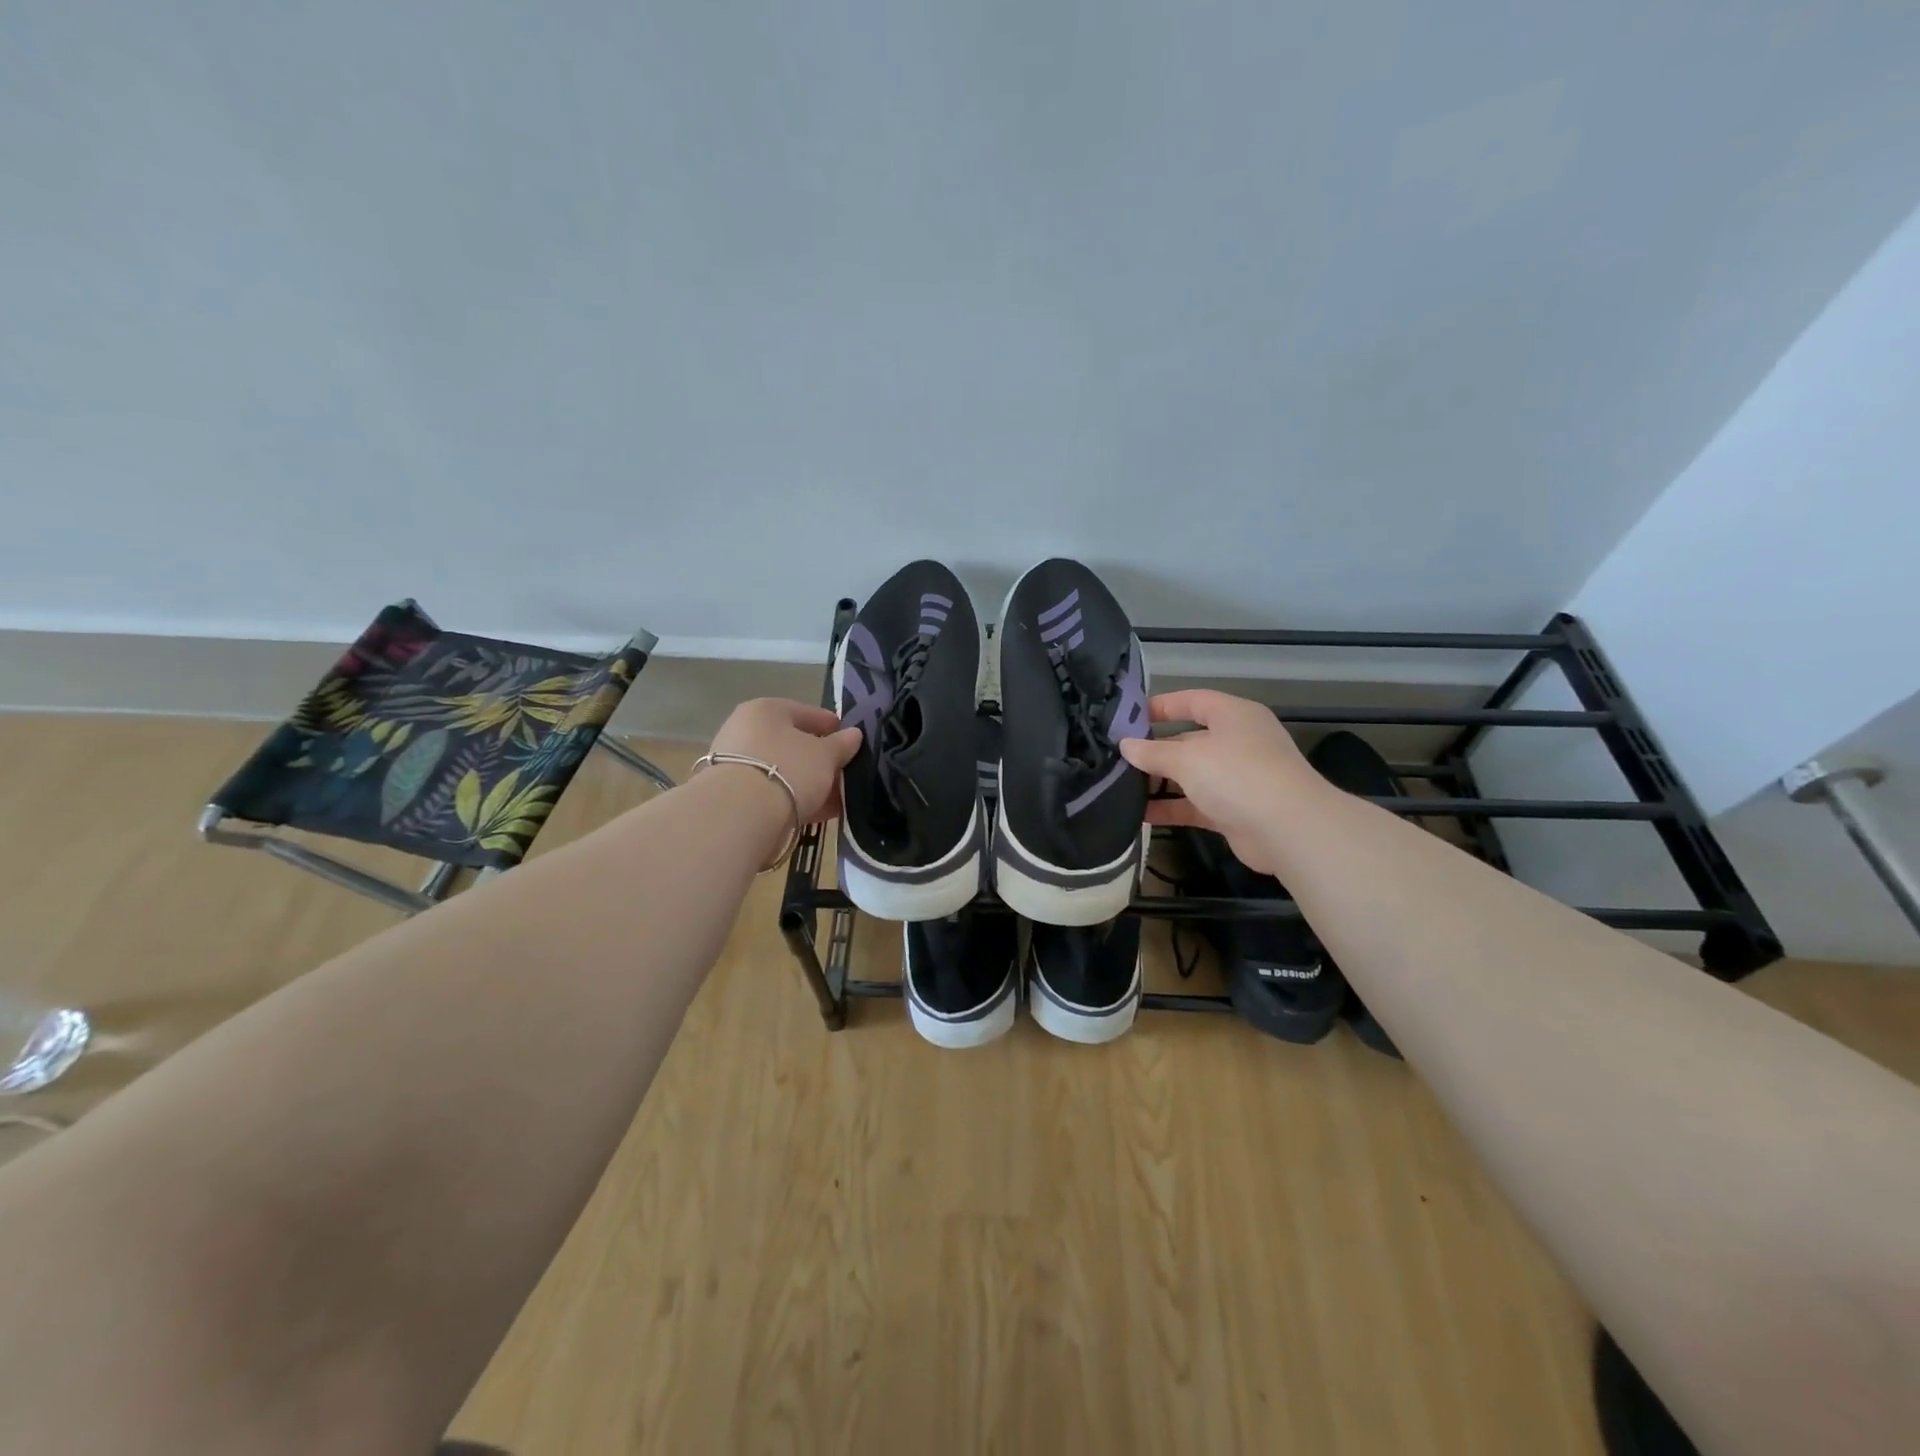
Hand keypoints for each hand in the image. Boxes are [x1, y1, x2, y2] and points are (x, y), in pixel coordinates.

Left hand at [708, 699, 861, 823]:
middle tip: (845, 772)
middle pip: (792, 743)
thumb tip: (854, 735)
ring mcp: (736, 764)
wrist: (740, 814)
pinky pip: (774, 792)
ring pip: (784, 770)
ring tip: (837, 797)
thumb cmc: (788, 769)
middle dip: (820, 759)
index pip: (806, 712)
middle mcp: (745, 731)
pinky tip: (818, 811)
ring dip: (809, 782)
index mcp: (765, 710)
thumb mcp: (825, 755)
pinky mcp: (734, 795)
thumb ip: (842, 744)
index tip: (851, 741)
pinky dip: (795, 799)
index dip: (832, 726)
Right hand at [1117, 689, 1319, 876]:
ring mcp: (1238, 778)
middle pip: (1189, 740)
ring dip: (1160, 781)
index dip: (1161, 705)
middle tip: (1118, 757)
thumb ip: (1153, 752)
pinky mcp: (1234, 811)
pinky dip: (1171, 808)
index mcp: (1233, 716)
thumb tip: (1126, 745)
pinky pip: (1195, 804)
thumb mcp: (1188, 758)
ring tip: (1121, 786)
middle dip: (1155, 749)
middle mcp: (1237, 742)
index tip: (1128, 717)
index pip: (1193, 701)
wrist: (1288, 829)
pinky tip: (1140, 813)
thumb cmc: (1237, 775)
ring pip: (1191, 775)